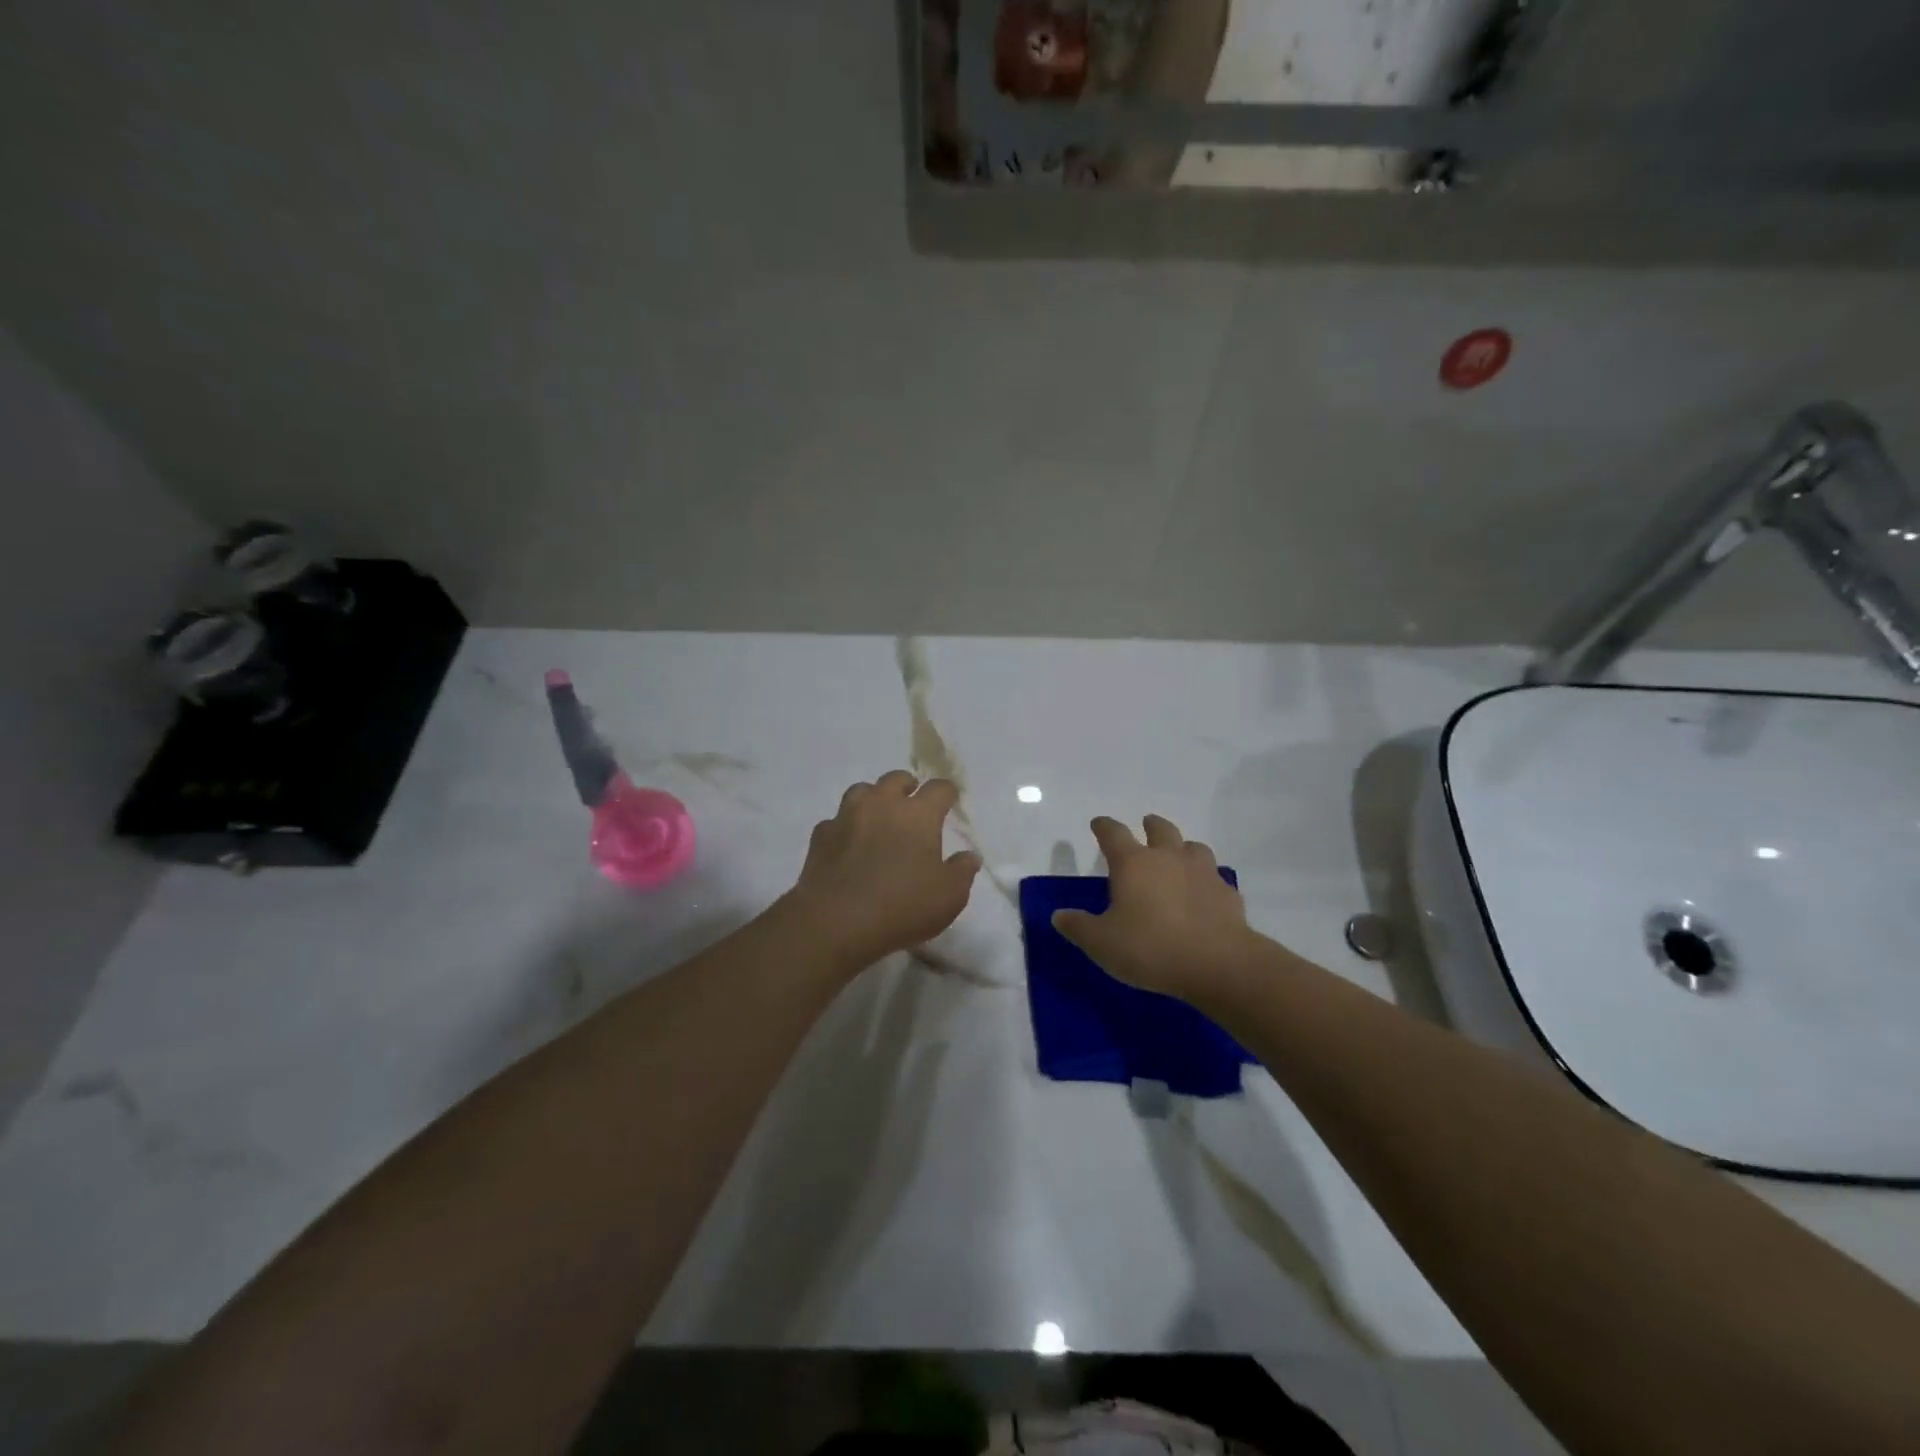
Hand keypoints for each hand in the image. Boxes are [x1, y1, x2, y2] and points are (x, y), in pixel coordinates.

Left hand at [785, 771, 981, 972]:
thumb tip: (969, 856)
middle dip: (907, 786)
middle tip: (912, 801)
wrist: (836, 922)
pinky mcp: (821, 836)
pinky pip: (835, 821)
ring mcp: (847, 817)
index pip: (938, 789)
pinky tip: (848, 843)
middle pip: (896, 779)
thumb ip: (962, 872)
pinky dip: (845, 827)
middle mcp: (882, 805)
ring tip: (878, 816)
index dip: (947, 792)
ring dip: (873, 798)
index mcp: (918, 815)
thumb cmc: (902, 906)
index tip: (950, 799)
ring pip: (861, 791)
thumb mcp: (949, 897)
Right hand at [1052, 814, 1253, 1001]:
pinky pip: (1214, 879)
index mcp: (1133, 864)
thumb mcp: (1102, 943)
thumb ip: (1078, 927)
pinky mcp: (1227, 894)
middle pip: (1160, 829)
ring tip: (1178, 856)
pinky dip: (1206, 881)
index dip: (1104, 826)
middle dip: (1150, 825)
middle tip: (1146, 825)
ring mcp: (1202, 873)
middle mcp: (1168, 858)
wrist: (1218, 964)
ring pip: (1193, 847)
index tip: (1098, 823)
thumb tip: (1059, 915)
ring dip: (1183, 848)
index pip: (1113, 833)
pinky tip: (1204, 895)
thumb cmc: (1151, 948)